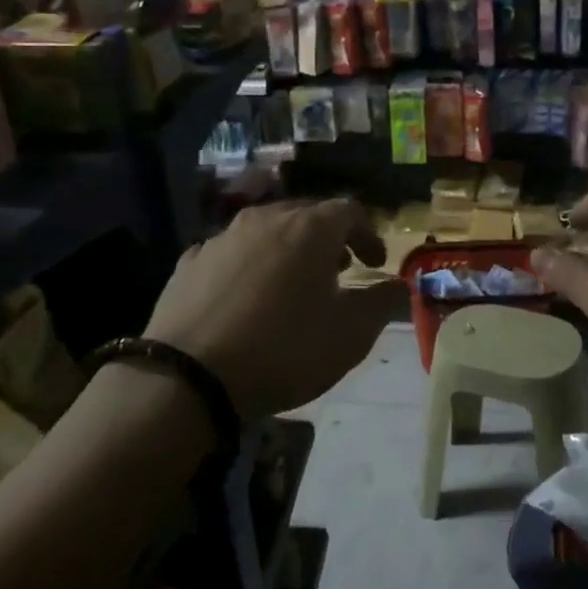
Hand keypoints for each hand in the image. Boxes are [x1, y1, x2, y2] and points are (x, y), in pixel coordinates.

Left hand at [145, 199, 407, 421]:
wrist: (189, 377)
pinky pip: (231, 254)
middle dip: (329, 239)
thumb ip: (384, 303)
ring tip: (292, 285)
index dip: (369, 234)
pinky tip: (245, 298)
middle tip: (339, 270)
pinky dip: (248, 266)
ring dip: (288, 250)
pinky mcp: (190, 262)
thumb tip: (398, 286)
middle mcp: (266, 219)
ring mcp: (222, 237)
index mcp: (310, 229)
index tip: (375, 263)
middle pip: (306, 215)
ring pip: (266, 231)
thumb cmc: (284, 350)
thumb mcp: (351, 334)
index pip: (350, 211)